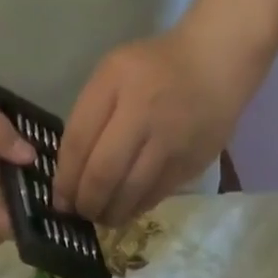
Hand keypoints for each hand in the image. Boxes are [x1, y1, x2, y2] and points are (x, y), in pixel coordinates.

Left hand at [54, 23, 259, 228]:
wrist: (217, 61)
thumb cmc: (154, 69)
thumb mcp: (113, 76)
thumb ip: (89, 119)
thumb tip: (70, 178)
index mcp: (116, 82)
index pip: (78, 143)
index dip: (65, 180)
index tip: (60, 200)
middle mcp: (142, 112)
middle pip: (102, 175)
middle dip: (85, 203)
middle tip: (80, 213)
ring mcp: (168, 142)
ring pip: (128, 195)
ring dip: (108, 214)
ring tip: (101, 216)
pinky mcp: (187, 165)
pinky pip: (152, 198)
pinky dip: (133, 209)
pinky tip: (125, 209)